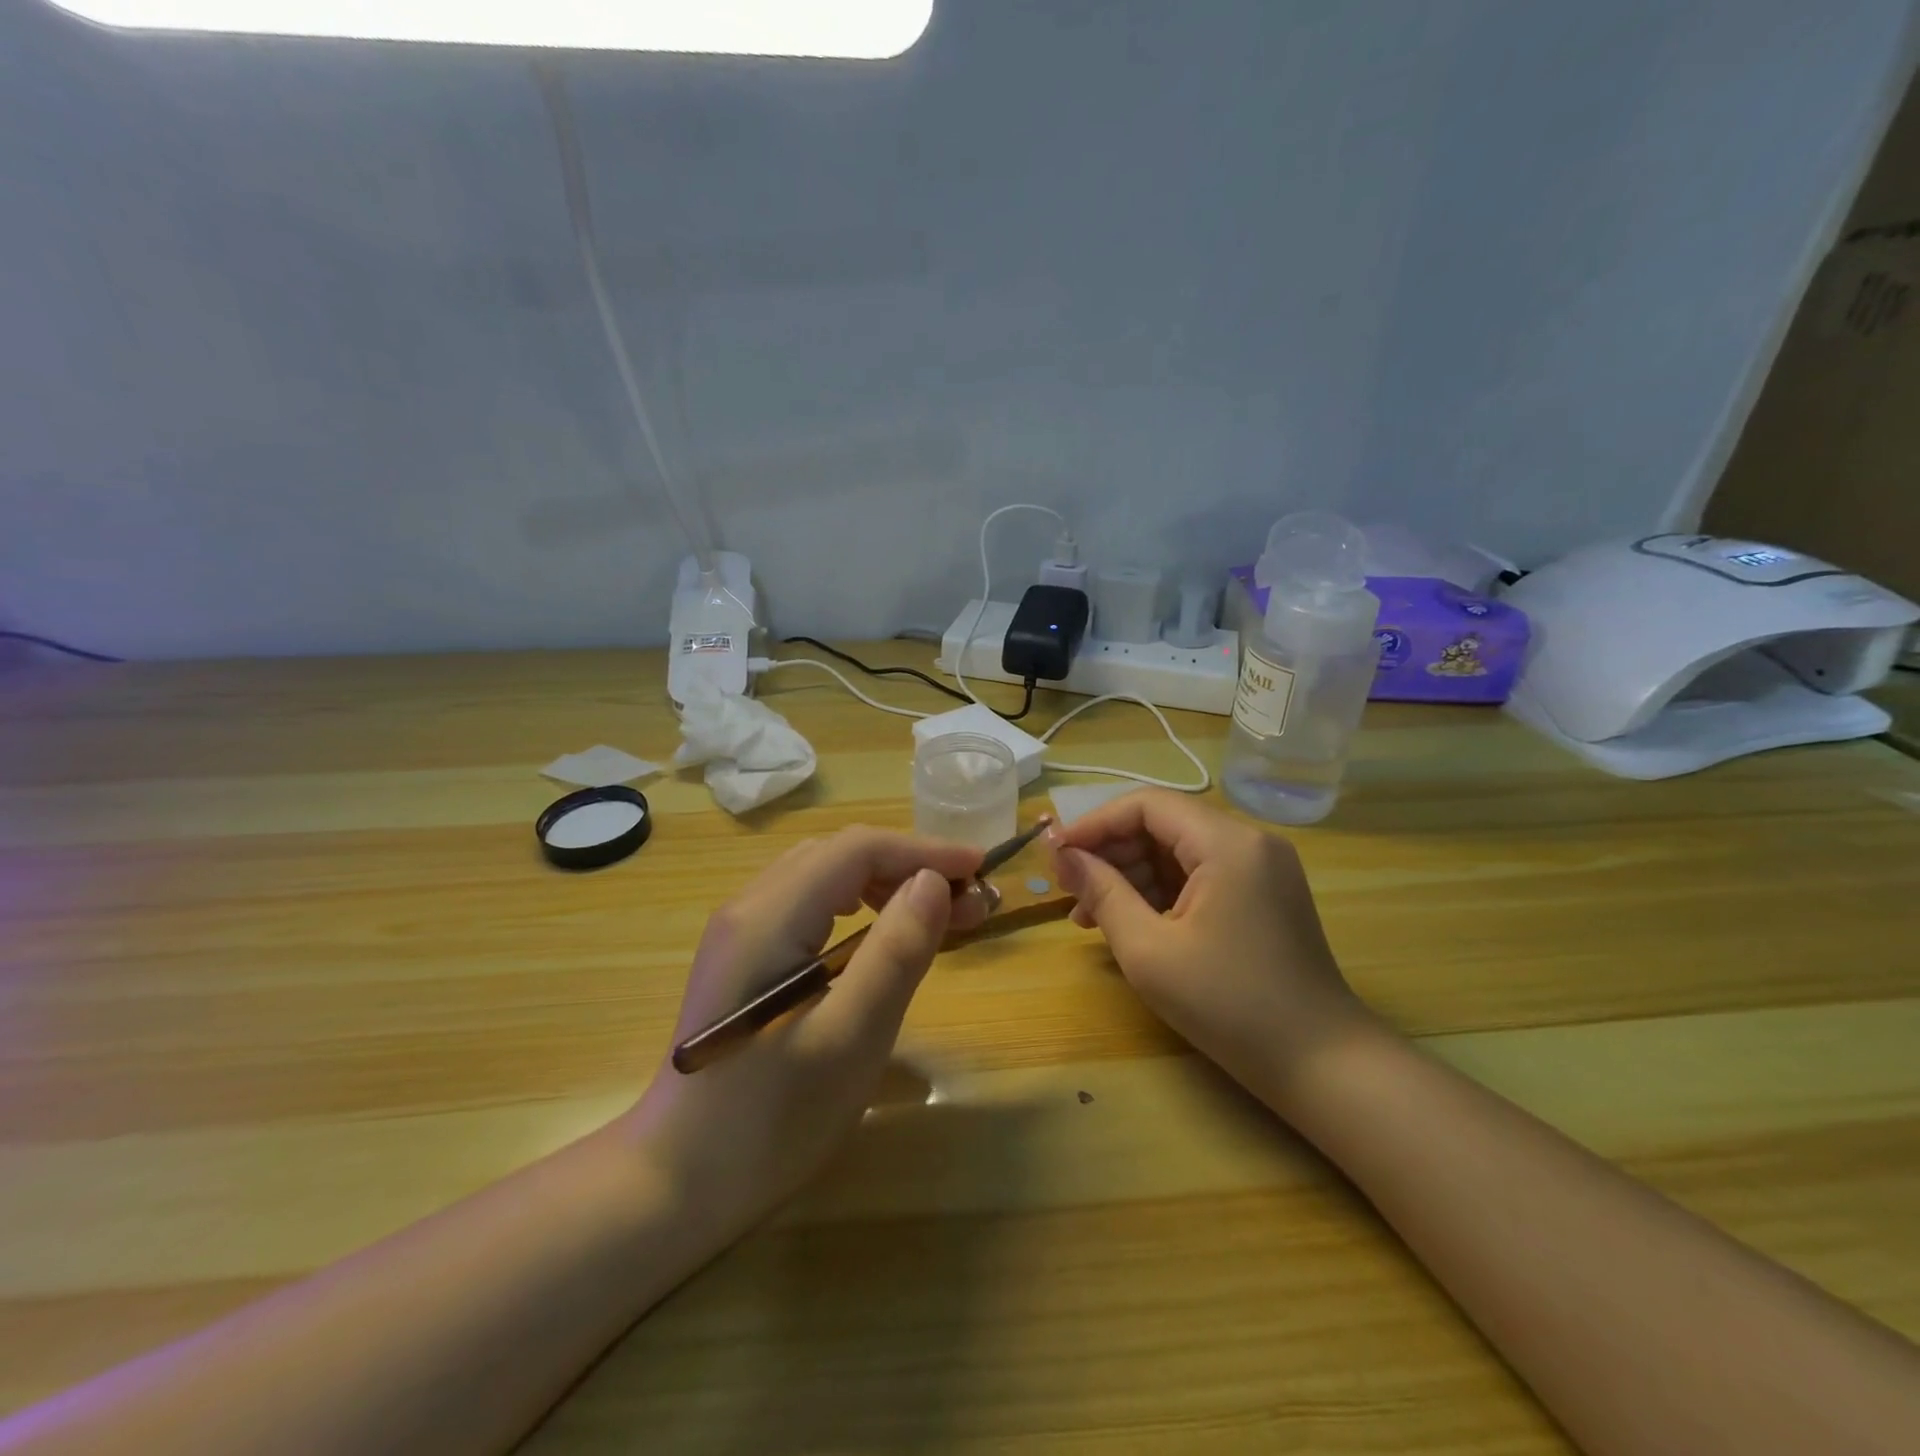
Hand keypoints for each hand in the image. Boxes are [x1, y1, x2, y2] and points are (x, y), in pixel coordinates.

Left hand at [628, 828, 987, 1229]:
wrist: (676, 1183)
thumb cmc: (770, 1118)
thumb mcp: (850, 1038)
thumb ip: (895, 952)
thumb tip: (932, 882)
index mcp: (769, 916)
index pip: (857, 849)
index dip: (924, 850)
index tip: (980, 870)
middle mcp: (749, 907)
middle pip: (840, 855)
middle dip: (910, 866)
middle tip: (968, 904)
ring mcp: (741, 932)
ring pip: (826, 877)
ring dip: (886, 883)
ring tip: (936, 915)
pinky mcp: (745, 958)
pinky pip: (810, 905)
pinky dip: (859, 906)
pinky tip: (881, 935)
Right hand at [1049, 791, 1375, 1111]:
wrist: (1322, 1063)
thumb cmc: (1229, 1005)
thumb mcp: (1149, 950)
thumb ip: (1101, 893)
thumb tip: (1063, 856)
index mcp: (1227, 843)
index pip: (1146, 805)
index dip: (1094, 824)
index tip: (1055, 854)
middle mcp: (1248, 841)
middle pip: (1163, 824)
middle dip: (1110, 853)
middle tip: (1069, 890)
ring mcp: (1261, 867)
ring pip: (1178, 851)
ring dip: (1131, 875)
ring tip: (1089, 916)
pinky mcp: (1263, 894)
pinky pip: (1200, 875)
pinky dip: (1161, 892)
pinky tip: (1130, 922)